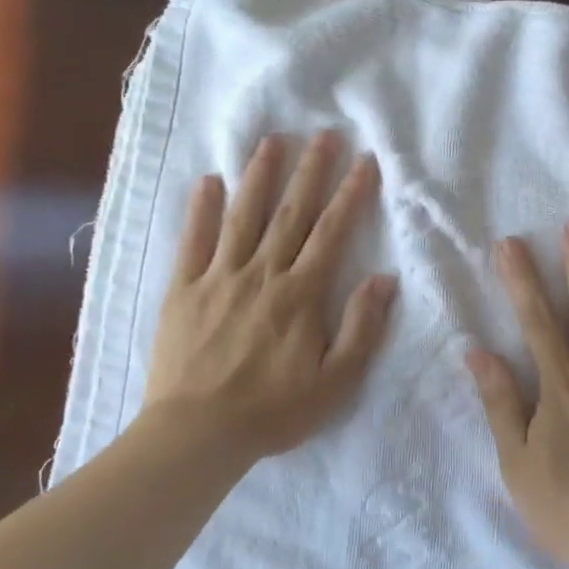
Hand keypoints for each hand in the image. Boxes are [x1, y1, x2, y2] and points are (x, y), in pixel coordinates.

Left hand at [142, 131, 397, 464]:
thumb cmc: (274, 411)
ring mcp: (218, 277)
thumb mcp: (336, 381)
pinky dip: (201, 209)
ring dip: (260, 176)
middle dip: (311, 171)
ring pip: (243, 216)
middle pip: (291, 213)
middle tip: (324, 134)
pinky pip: (193, 241)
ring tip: (273, 141)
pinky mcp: (183, 290)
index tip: (365, 161)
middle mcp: (262, 274)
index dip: (351, 194)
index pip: (332, 232)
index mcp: (300, 294)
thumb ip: (362, 327)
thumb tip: (384, 279)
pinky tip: (208, 181)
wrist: (197, 434)